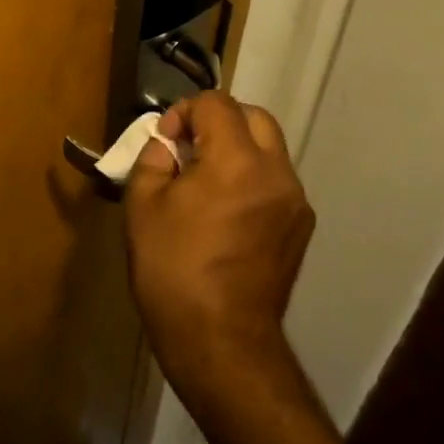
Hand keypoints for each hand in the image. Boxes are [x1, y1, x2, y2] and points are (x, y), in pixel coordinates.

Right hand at [123, 91, 313, 404]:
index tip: (166, 142)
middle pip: (254, 117)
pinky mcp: (301, 228)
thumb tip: (169, 144)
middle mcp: (276, 172)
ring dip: (237, 149)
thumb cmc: (172, 269)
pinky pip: (276, 181)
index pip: (216, 103)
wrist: (220, 340)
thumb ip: (154, 158)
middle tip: (189, 149)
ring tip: (206, 181)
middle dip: (218, 121)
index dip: (184, 111)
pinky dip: (251, 177)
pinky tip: (226, 211)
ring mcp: (295, 202)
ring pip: (269, 149)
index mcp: (236, 161)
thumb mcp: (142, 205)